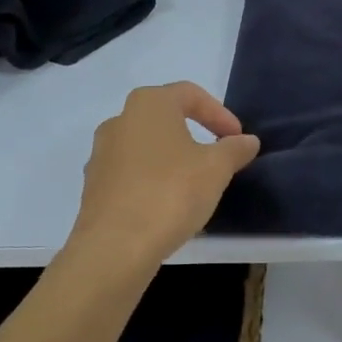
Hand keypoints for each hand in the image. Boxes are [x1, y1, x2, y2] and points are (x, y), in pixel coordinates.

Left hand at [67, 82, 260, 274]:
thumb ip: (234, 149)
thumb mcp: (216, 168)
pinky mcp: (94, 186)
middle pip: (165, 118)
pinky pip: (132, 174)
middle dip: (195, 134)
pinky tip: (169, 205)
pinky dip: (153, 180)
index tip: (237, 138)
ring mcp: (101, 154)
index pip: (190, 94)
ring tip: (195, 184)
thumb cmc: (170, 193)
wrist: (114, 247)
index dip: (219, 113)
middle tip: (218, 157)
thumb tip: (247, 141)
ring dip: (173, 159)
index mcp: (148, 105)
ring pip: (147, 147)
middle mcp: (119, 120)